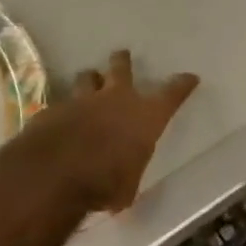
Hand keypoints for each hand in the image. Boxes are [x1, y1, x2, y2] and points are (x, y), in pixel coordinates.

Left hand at [19, 50, 198, 211]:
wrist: (55, 172)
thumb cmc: (105, 182)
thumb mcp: (127, 188)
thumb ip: (127, 176)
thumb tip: (122, 186)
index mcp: (146, 116)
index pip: (172, 93)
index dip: (182, 84)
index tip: (190, 78)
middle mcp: (117, 99)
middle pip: (122, 67)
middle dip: (122, 61)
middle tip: (122, 56)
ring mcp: (83, 100)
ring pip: (88, 77)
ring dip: (91, 80)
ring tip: (90, 82)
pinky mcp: (55, 108)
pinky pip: (63, 101)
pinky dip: (65, 108)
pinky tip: (61, 117)